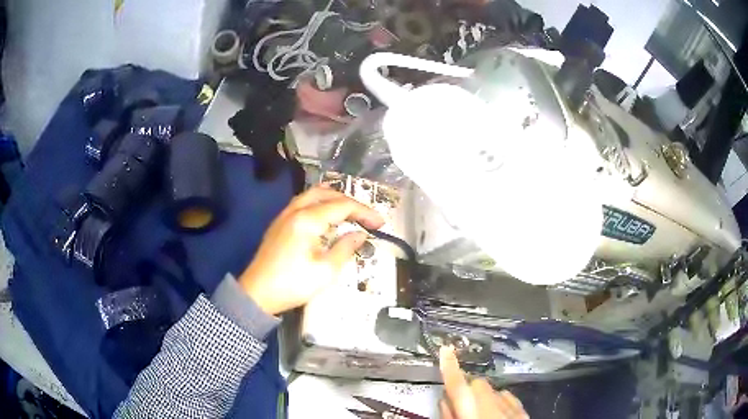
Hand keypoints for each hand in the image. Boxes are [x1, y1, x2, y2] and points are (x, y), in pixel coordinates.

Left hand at [239, 186, 384, 314]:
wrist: (256, 293)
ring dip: (333, 199)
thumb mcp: (325, 271)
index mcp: (307, 220)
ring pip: (312, 195)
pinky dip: (319, 204)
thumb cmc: (292, 284)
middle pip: (326, 194)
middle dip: (349, 201)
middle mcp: (295, 211)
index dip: (364, 212)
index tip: (380, 223)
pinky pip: (302, 204)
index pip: (342, 206)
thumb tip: (360, 235)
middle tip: (365, 216)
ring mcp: (284, 216)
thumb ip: (345, 248)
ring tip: (349, 212)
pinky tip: (325, 218)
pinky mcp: (279, 224)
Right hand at [439, 347, 527, 418]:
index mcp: (473, 411)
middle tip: (460, 404)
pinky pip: (508, 398)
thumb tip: (444, 399)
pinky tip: (496, 413)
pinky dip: (499, 401)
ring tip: (479, 413)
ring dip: (484, 395)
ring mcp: (512, 407)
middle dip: (467, 388)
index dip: (450, 366)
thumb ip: (449, 417)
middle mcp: (494, 404)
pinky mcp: (523, 412)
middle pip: (478, 383)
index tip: (446, 348)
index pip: (458, 384)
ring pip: (494, 390)